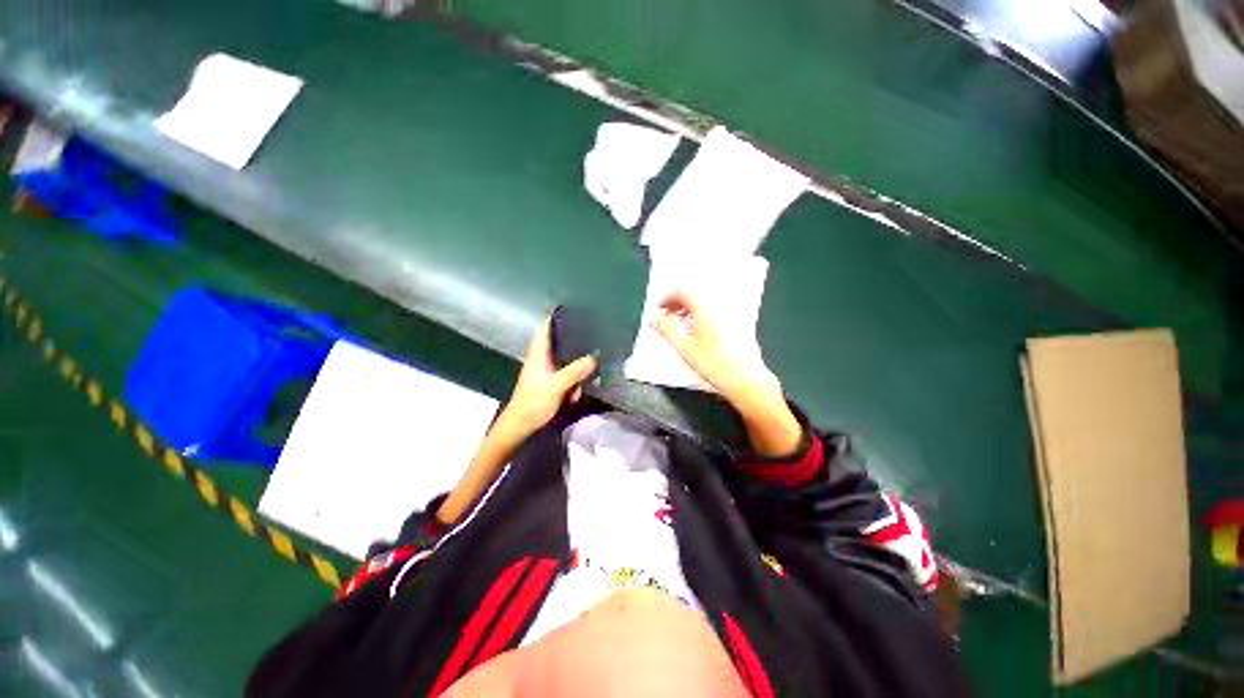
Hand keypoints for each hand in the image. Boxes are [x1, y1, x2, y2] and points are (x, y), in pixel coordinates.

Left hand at [499, 313, 597, 436]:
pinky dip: (576, 364)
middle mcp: (542, 357)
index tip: (571, 306)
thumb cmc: (534, 402)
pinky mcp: (552, 381)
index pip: (545, 327)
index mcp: (539, 353)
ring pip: (562, 352)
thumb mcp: (556, 386)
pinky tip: (589, 364)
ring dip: (575, 347)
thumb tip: (595, 356)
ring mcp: (547, 369)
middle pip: (556, 337)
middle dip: (570, 330)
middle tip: (590, 322)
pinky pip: (567, 367)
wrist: (521, 425)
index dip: (555, 315)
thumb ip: (575, 371)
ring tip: (594, 339)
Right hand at [652, 292, 801, 456]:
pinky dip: (697, 317)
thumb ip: (666, 329)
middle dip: (674, 304)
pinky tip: (694, 334)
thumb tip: (654, 317)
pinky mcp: (735, 325)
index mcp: (706, 308)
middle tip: (663, 319)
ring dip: (685, 311)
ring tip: (675, 327)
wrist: (747, 381)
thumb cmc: (715, 365)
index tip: (656, 310)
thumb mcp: (684, 348)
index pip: (681, 290)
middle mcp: (719, 306)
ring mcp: (729, 315)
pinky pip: (711, 313)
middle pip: (693, 295)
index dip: (665, 297)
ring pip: (702, 305)